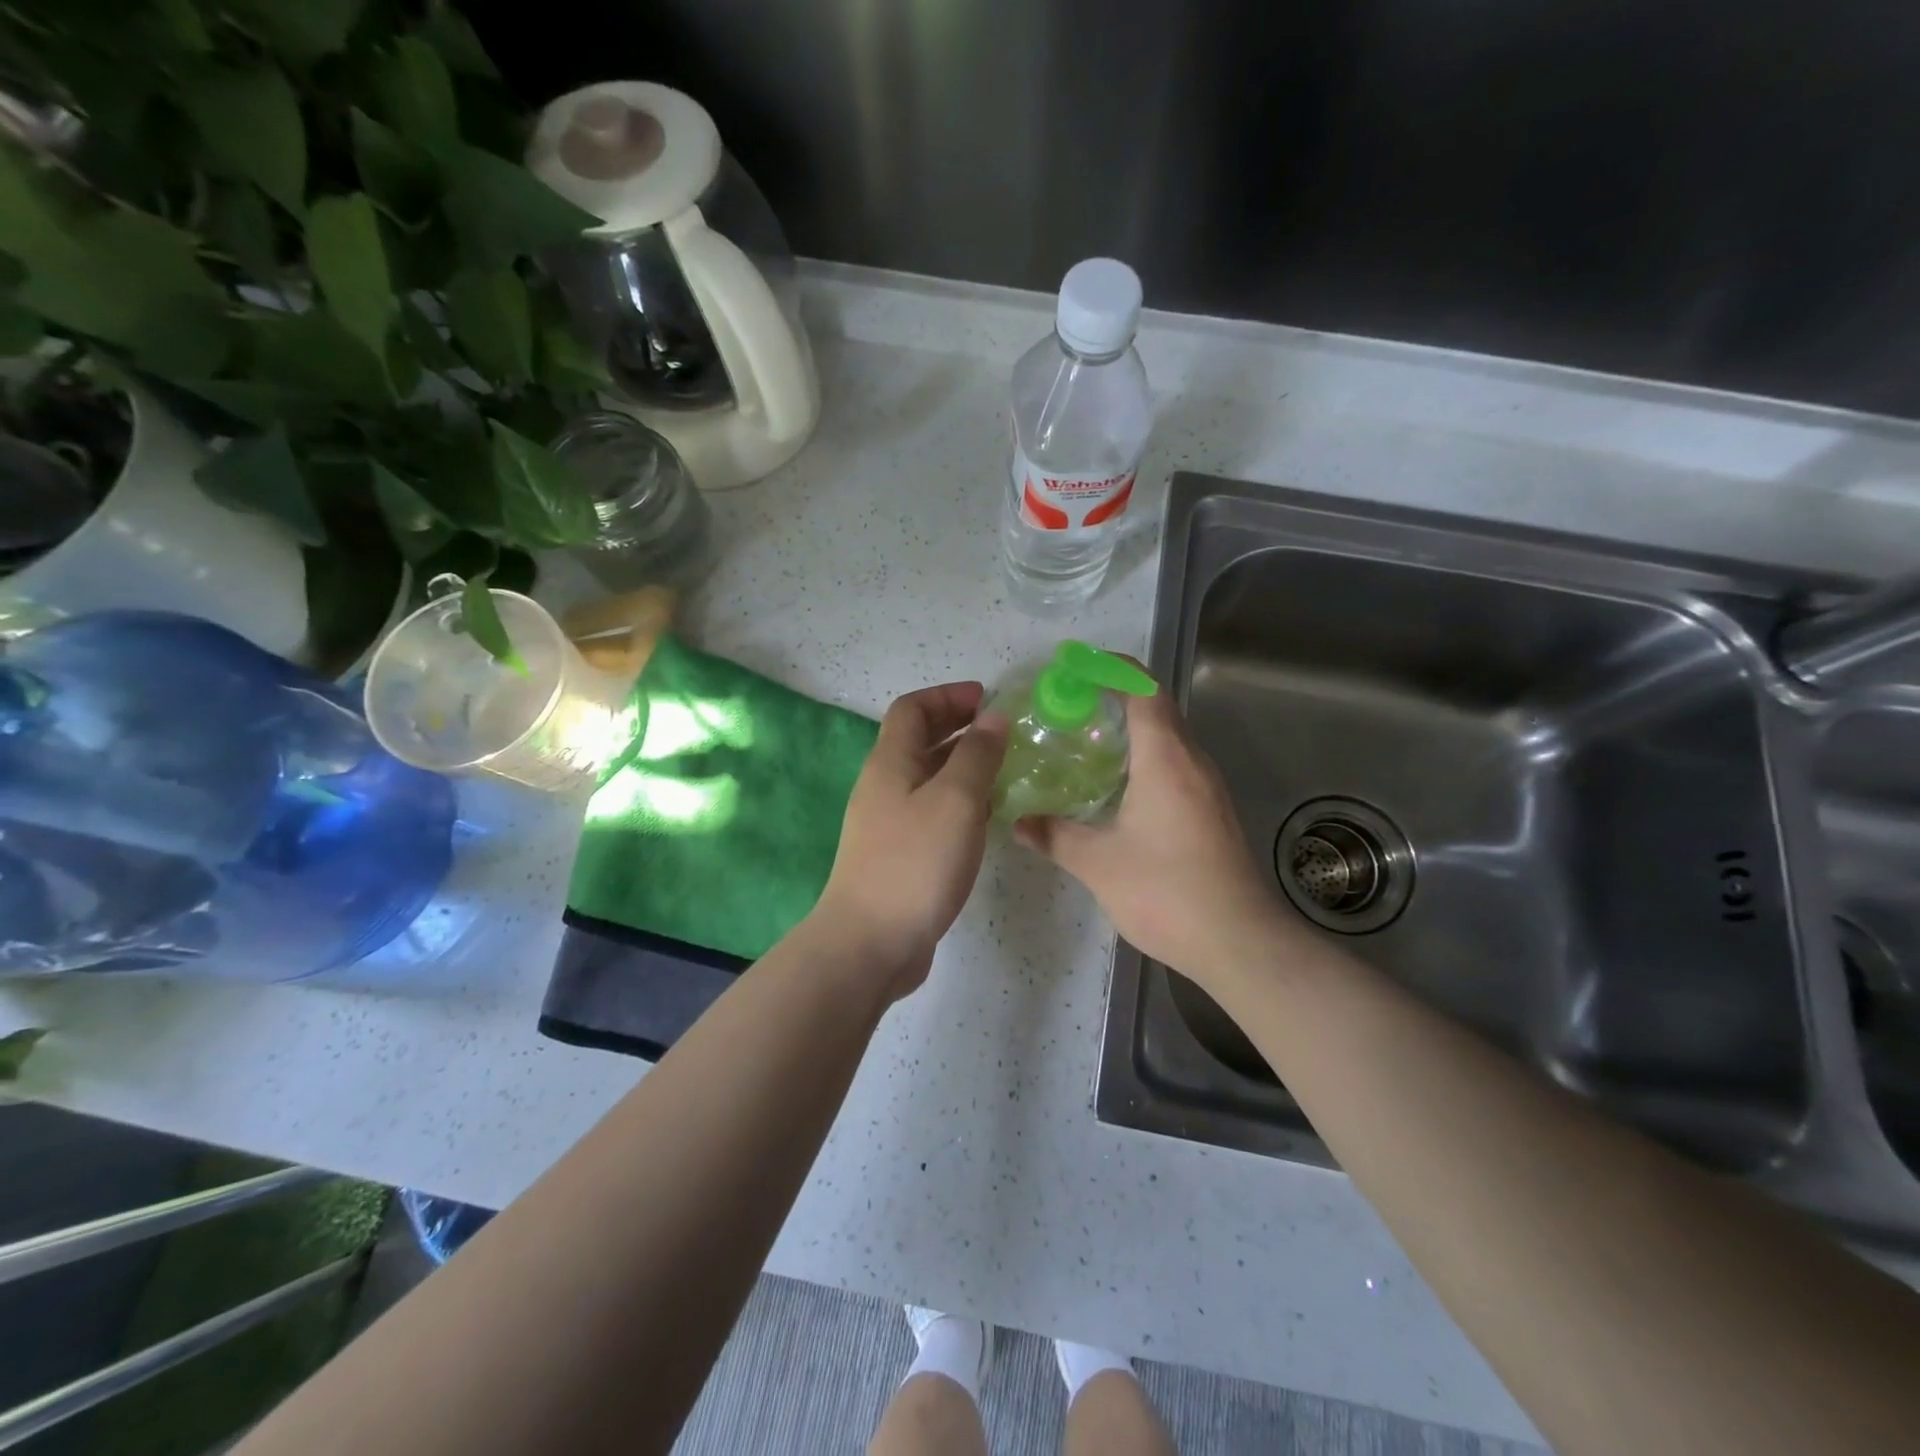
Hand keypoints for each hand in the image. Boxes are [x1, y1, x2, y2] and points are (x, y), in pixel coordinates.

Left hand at [814, 682, 1008, 998]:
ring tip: (1003, 770)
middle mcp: (884, 786)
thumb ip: (977, 755)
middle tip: (1001, 731)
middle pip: (918, 740)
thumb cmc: (915, 862)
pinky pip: (931, 811)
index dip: (948, 696)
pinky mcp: (898, 855)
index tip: (988, 699)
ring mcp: (888, 823)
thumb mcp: (956, 800)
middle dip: (958, 727)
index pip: (912, 709)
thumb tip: (993, 717)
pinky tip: (986, 818)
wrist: (870, 943)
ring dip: (962, 766)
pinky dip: (959, 802)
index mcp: (891, 762)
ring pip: (927, 778)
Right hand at [1015, 688, 1286, 988]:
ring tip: (1084, 743)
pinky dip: (1144, 760)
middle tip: (1067, 707)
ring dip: (1131, 731)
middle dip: (1114, 698)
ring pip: (1168, 740)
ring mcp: (1208, 789)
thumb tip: (1017, 821)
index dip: (1112, 669)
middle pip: (1157, 709)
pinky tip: (1115, 789)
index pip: (1144, 690)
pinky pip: (1175, 767)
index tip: (1075, 667)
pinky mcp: (1212, 813)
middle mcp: (1192, 763)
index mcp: (1166, 759)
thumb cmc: (1166, 891)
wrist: (1239, 942)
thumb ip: (1054, 835)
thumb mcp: (1098, 863)